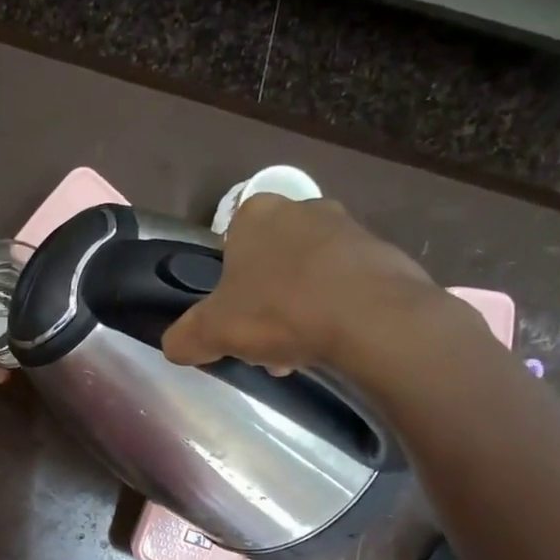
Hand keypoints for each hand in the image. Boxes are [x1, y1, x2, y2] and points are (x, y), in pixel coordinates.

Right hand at [161, 194, 468, 388]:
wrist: (372, 319)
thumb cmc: (280, 311)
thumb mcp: (212, 332)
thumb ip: (184, 338)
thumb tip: (175, 346)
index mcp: (256, 214)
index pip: (229, 244)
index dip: (228, 285)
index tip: (234, 317)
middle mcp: (303, 208)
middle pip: (271, 261)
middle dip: (266, 301)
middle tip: (264, 341)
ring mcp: (349, 227)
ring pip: (309, 274)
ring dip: (300, 309)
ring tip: (300, 351)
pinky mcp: (385, 254)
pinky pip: (346, 285)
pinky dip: (336, 311)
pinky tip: (333, 343)